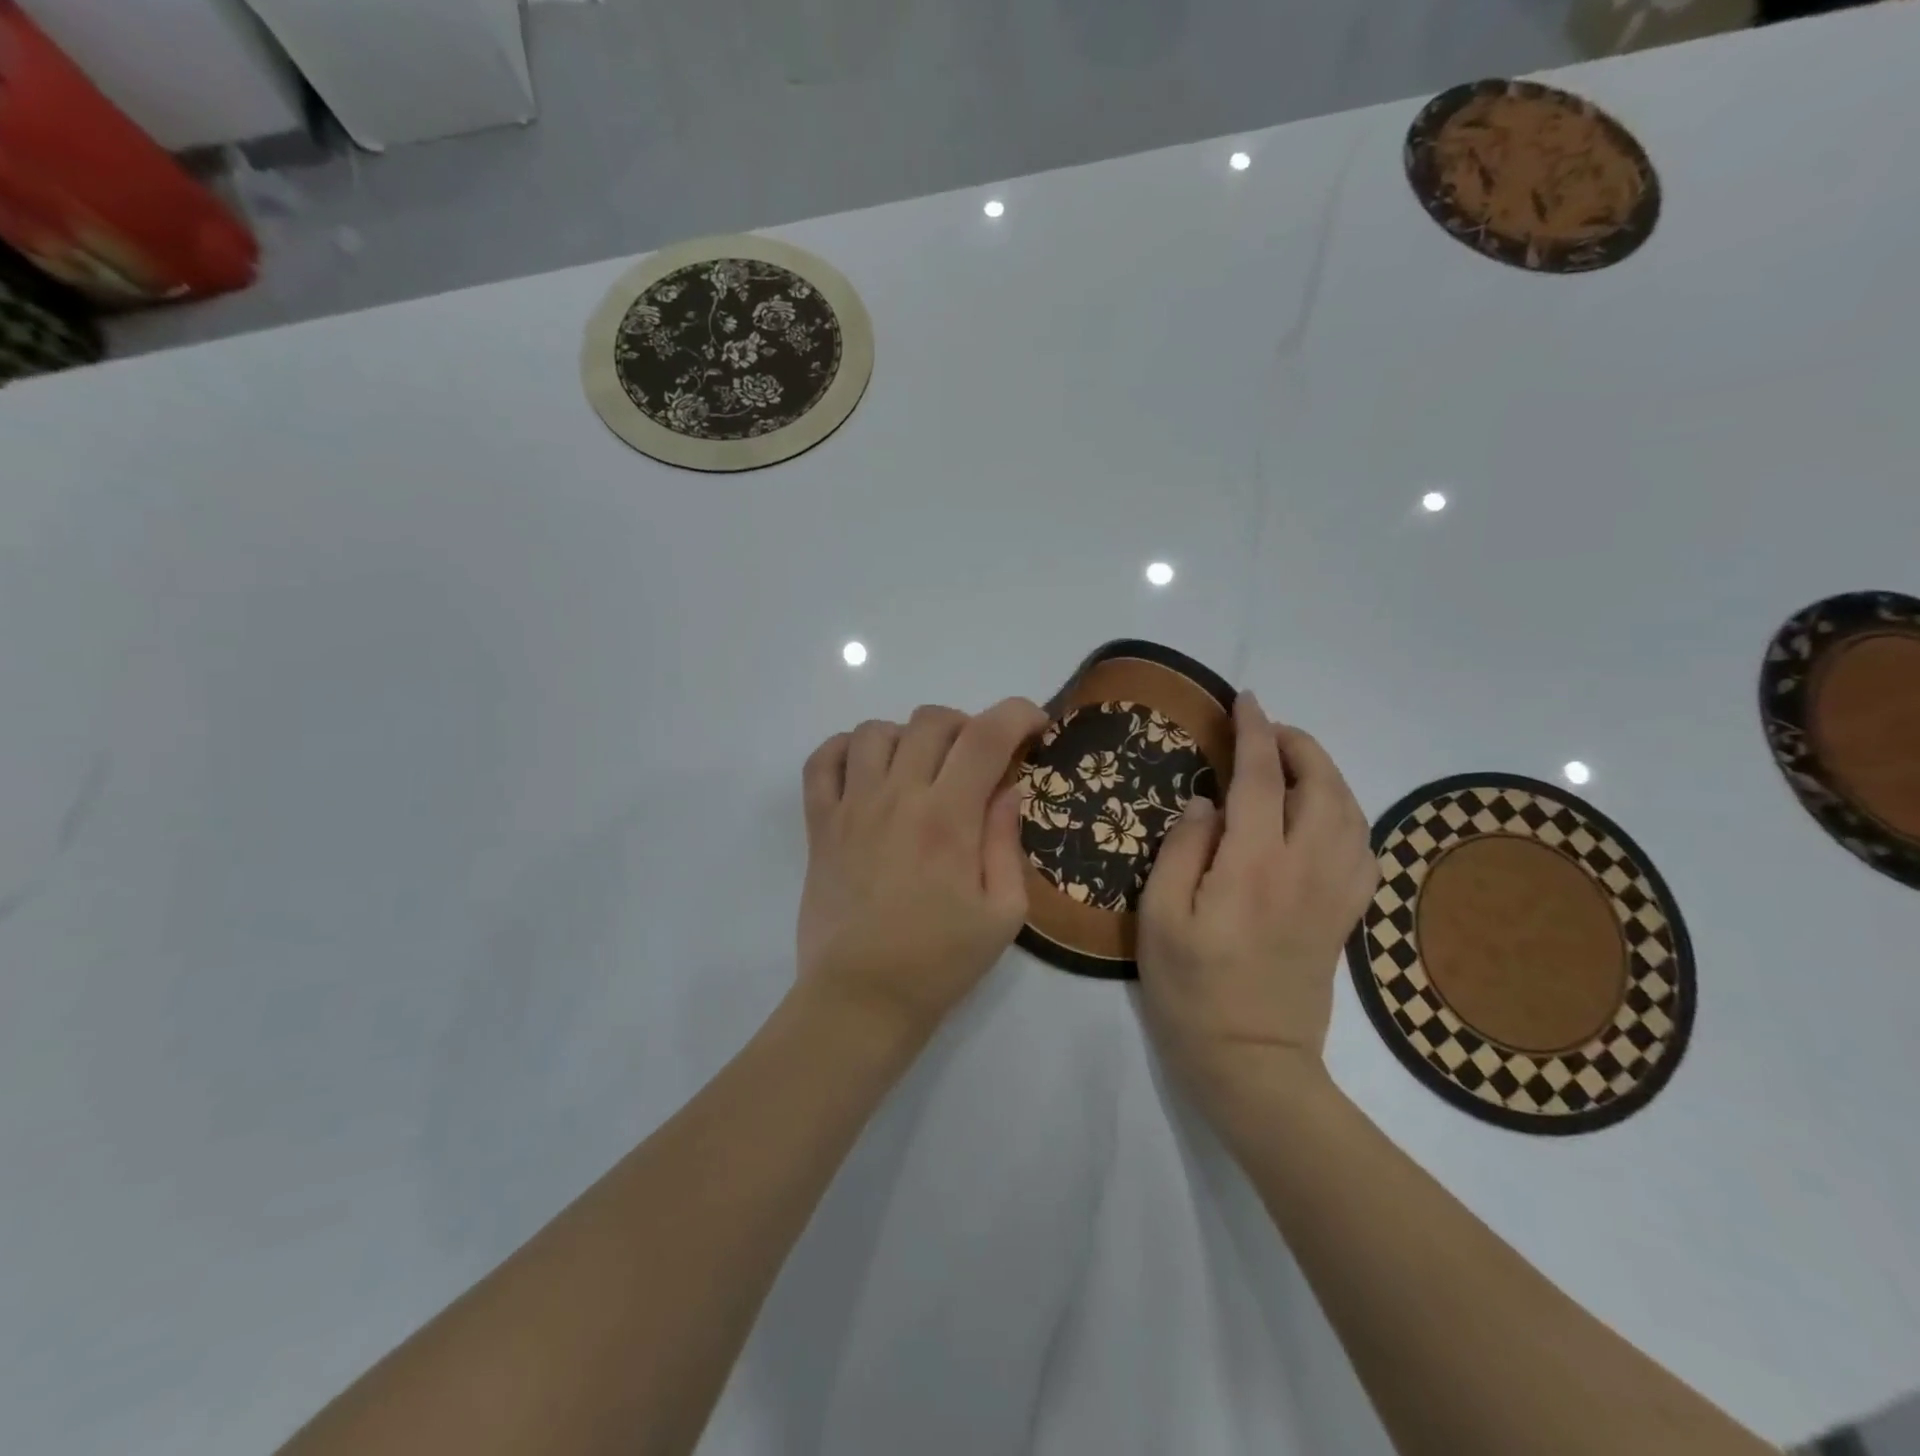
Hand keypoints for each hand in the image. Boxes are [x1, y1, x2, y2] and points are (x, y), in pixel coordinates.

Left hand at [796, 698, 1047, 1044]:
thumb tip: (1007, 789)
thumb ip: (1006, 842)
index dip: (1017, 714)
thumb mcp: (1003, 914)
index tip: (1035, 725)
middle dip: (967, 726)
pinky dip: (845, 749)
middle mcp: (897, 798)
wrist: (862, 998)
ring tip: (922, 768)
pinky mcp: (820, 825)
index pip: (986, 736)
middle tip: (979, 761)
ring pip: (876, 731)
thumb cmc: (940, 961)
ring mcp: (852, 807)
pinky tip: (867, 769)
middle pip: (931, 721)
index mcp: (948, 819)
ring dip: (909, 737)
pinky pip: (822, 761)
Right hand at [1137, 692, 1377, 1109]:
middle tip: (1266, 730)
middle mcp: (1305, 868)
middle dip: (1297, 745)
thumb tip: (1206, 804)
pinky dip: (1348, 815)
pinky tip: (1325, 816)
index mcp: (1254, 864)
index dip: (1253, 732)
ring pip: (1349, 812)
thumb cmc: (1192, 990)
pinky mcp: (1344, 916)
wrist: (1252, 1062)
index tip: (1244, 700)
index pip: (1259, 778)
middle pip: (1320, 785)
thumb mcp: (1160, 918)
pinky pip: (1362, 848)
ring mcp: (1333, 892)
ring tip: (1292, 764)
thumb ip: (1182, 850)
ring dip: (1325, 774)